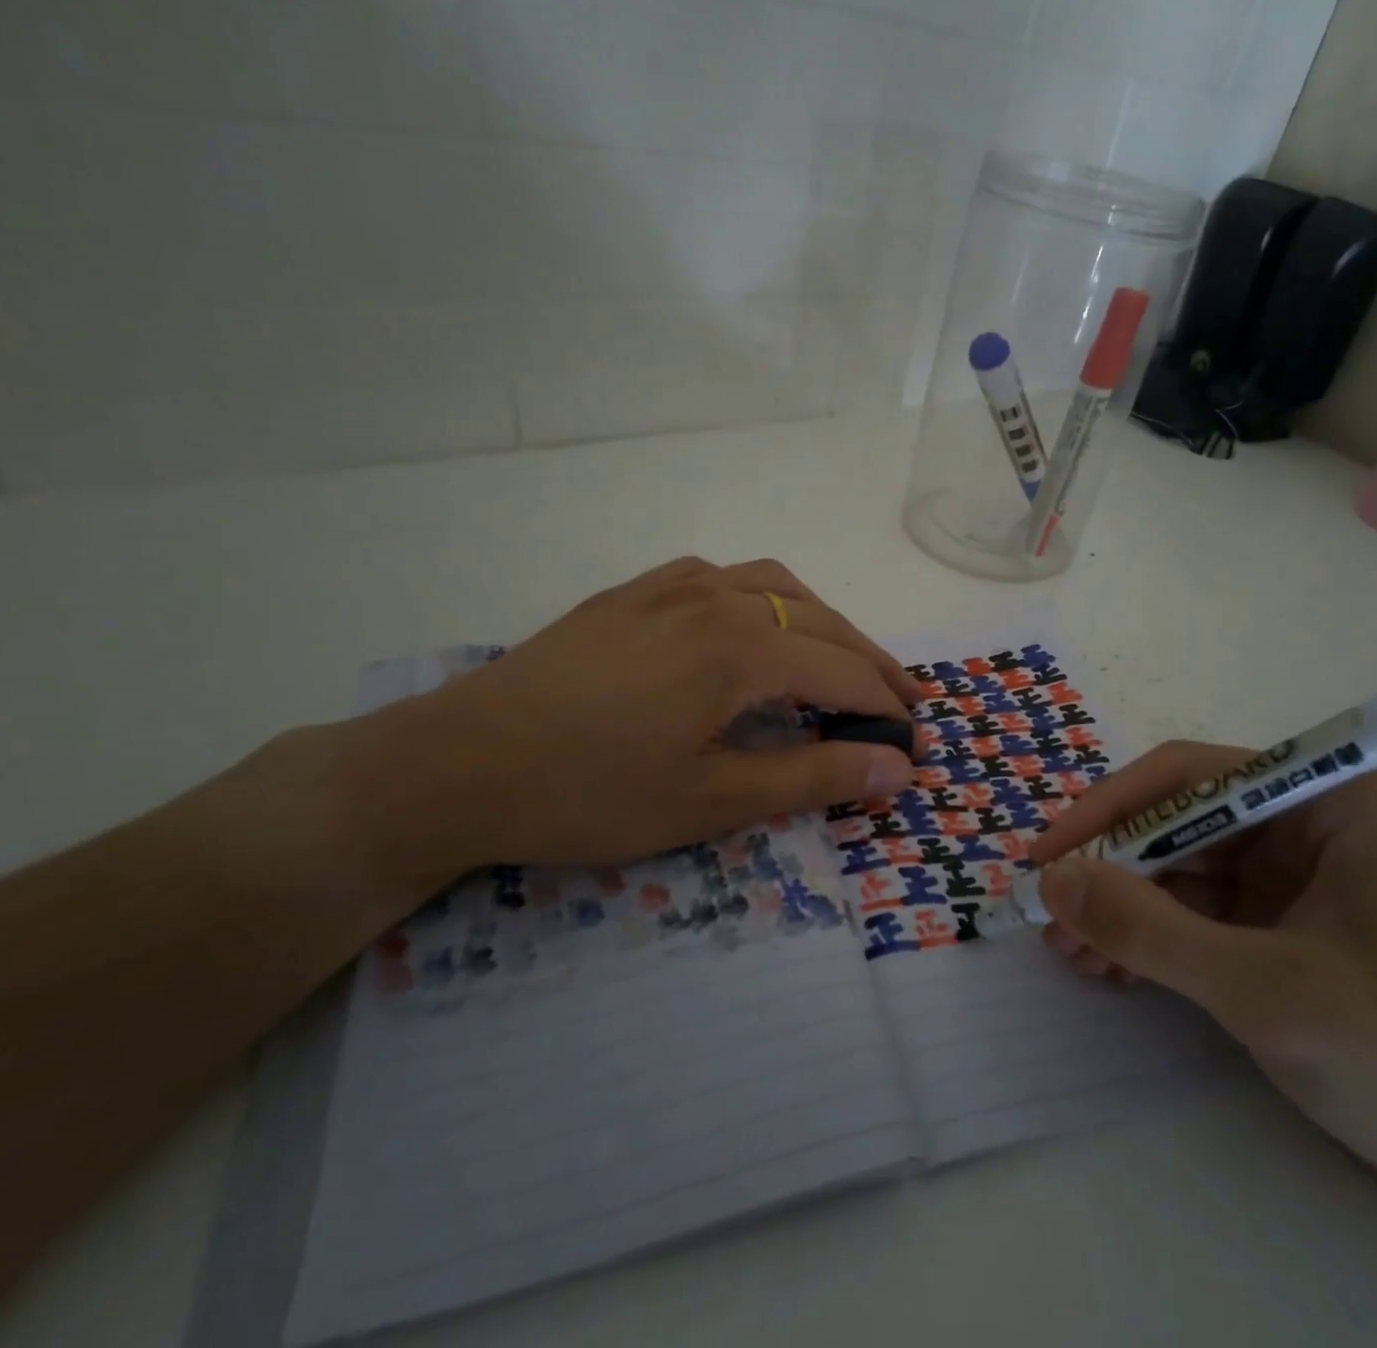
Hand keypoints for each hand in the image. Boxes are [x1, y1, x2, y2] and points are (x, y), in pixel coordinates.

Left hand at [358, 557, 921, 889]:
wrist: (460, 762)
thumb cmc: (590, 793)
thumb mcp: (711, 800)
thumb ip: (813, 777)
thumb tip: (897, 768)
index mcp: (743, 647)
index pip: (844, 672)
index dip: (887, 709)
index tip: (916, 743)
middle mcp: (718, 597)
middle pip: (822, 621)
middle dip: (870, 662)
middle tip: (902, 702)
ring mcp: (672, 587)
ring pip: (777, 586)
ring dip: (823, 621)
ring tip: (842, 659)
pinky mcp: (636, 592)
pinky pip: (724, 576)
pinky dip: (767, 598)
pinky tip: (756, 626)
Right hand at [1028, 742, 1376, 1202]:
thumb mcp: (1262, 989)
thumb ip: (1149, 930)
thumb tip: (1050, 882)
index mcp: (1323, 802)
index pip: (1189, 777)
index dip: (1110, 808)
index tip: (1051, 854)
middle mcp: (1301, 823)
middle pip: (1176, 823)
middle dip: (1110, 871)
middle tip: (1050, 914)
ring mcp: (1287, 876)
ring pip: (1176, 870)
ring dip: (1119, 908)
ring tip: (1069, 951)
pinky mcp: (1274, 925)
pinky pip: (1190, 912)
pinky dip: (1146, 936)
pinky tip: (1107, 966)